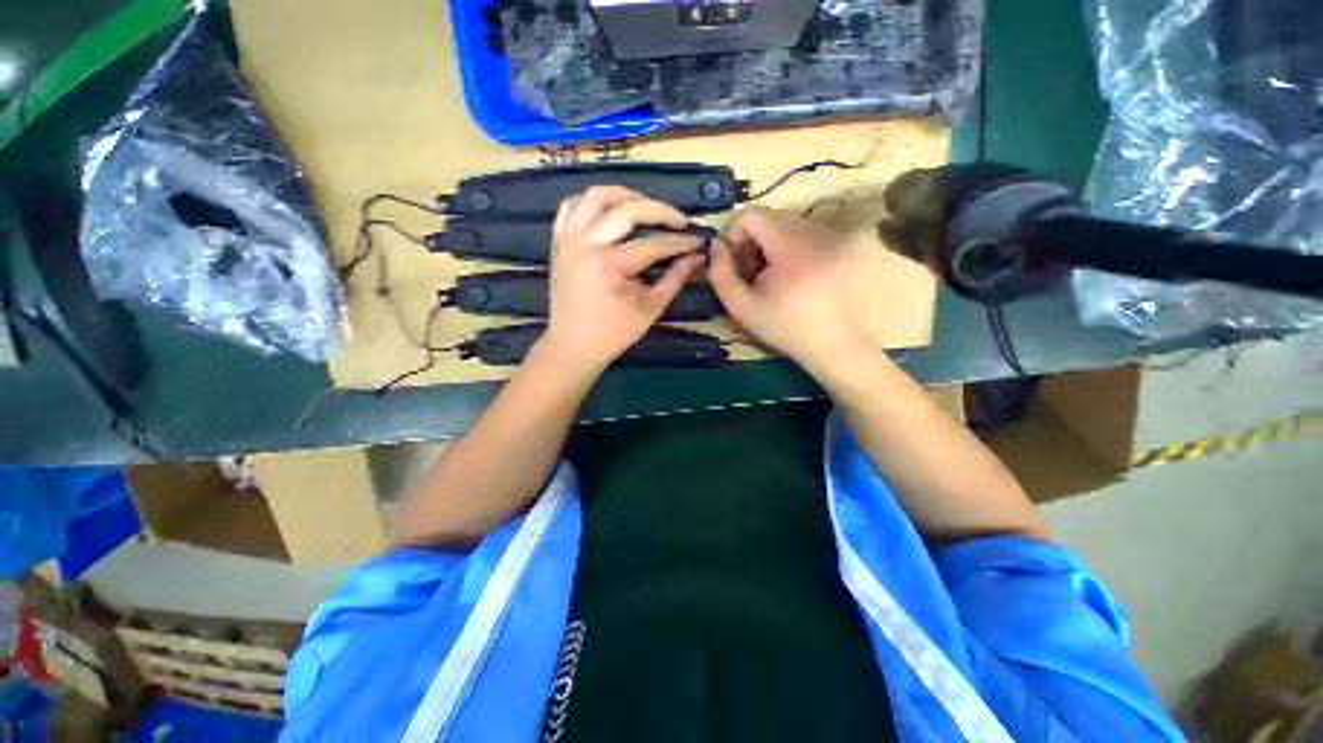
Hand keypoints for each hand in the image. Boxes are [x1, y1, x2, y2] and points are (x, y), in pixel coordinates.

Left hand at [542, 186, 704, 371]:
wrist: (573, 345)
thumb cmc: (614, 333)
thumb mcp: (650, 309)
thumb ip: (675, 279)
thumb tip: (696, 257)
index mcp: (611, 265)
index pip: (654, 244)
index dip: (681, 241)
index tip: (698, 241)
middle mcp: (587, 244)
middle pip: (629, 209)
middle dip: (660, 210)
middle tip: (679, 220)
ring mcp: (569, 239)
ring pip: (596, 196)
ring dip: (625, 195)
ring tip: (645, 206)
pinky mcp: (559, 241)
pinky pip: (571, 207)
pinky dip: (592, 202)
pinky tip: (609, 211)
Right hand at [708, 206, 872, 372]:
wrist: (838, 346)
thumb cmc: (786, 329)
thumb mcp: (742, 307)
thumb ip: (720, 274)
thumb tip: (715, 245)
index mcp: (791, 246)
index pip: (752, 215)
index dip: (735, 235)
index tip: (736, 264)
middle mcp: (818, 231)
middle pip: (772, 218)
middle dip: (755, 243)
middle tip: (755, 276)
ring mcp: (838, 234)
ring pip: (791, 225)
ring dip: (774, 246)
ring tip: (777, 279)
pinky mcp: (848, 242)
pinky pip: (810, 233)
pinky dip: (795, 249)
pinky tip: (798, 277)